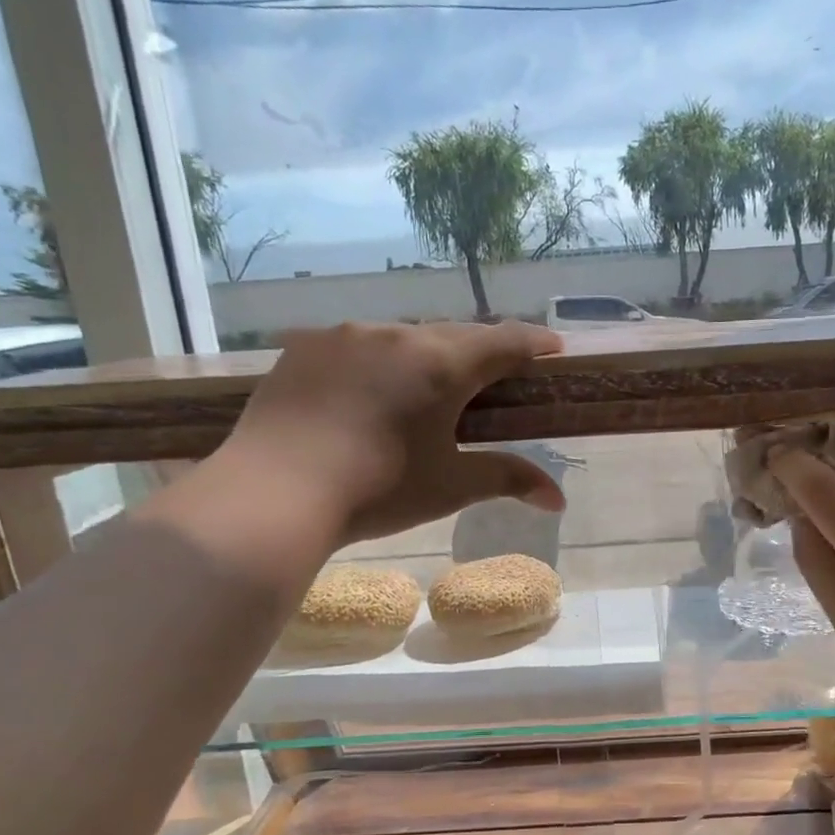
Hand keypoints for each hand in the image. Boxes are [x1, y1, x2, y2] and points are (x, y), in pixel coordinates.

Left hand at [223, 321, 565, 542]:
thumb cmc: (379, 490)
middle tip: (492, 378)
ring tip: (423, 392)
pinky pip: (356, 347)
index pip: (504, 342)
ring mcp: (345, 336)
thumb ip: (508, 479)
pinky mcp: (304, 347)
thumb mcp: (451, 486)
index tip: (553, 348)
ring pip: (402, 338)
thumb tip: (559, 499)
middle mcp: (396, 335)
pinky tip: (365, 395)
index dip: (534, 343)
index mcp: (441, 365)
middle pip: (454, 335)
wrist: (275, 494)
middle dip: (480, 353)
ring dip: (424, 358)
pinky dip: (376, 364)